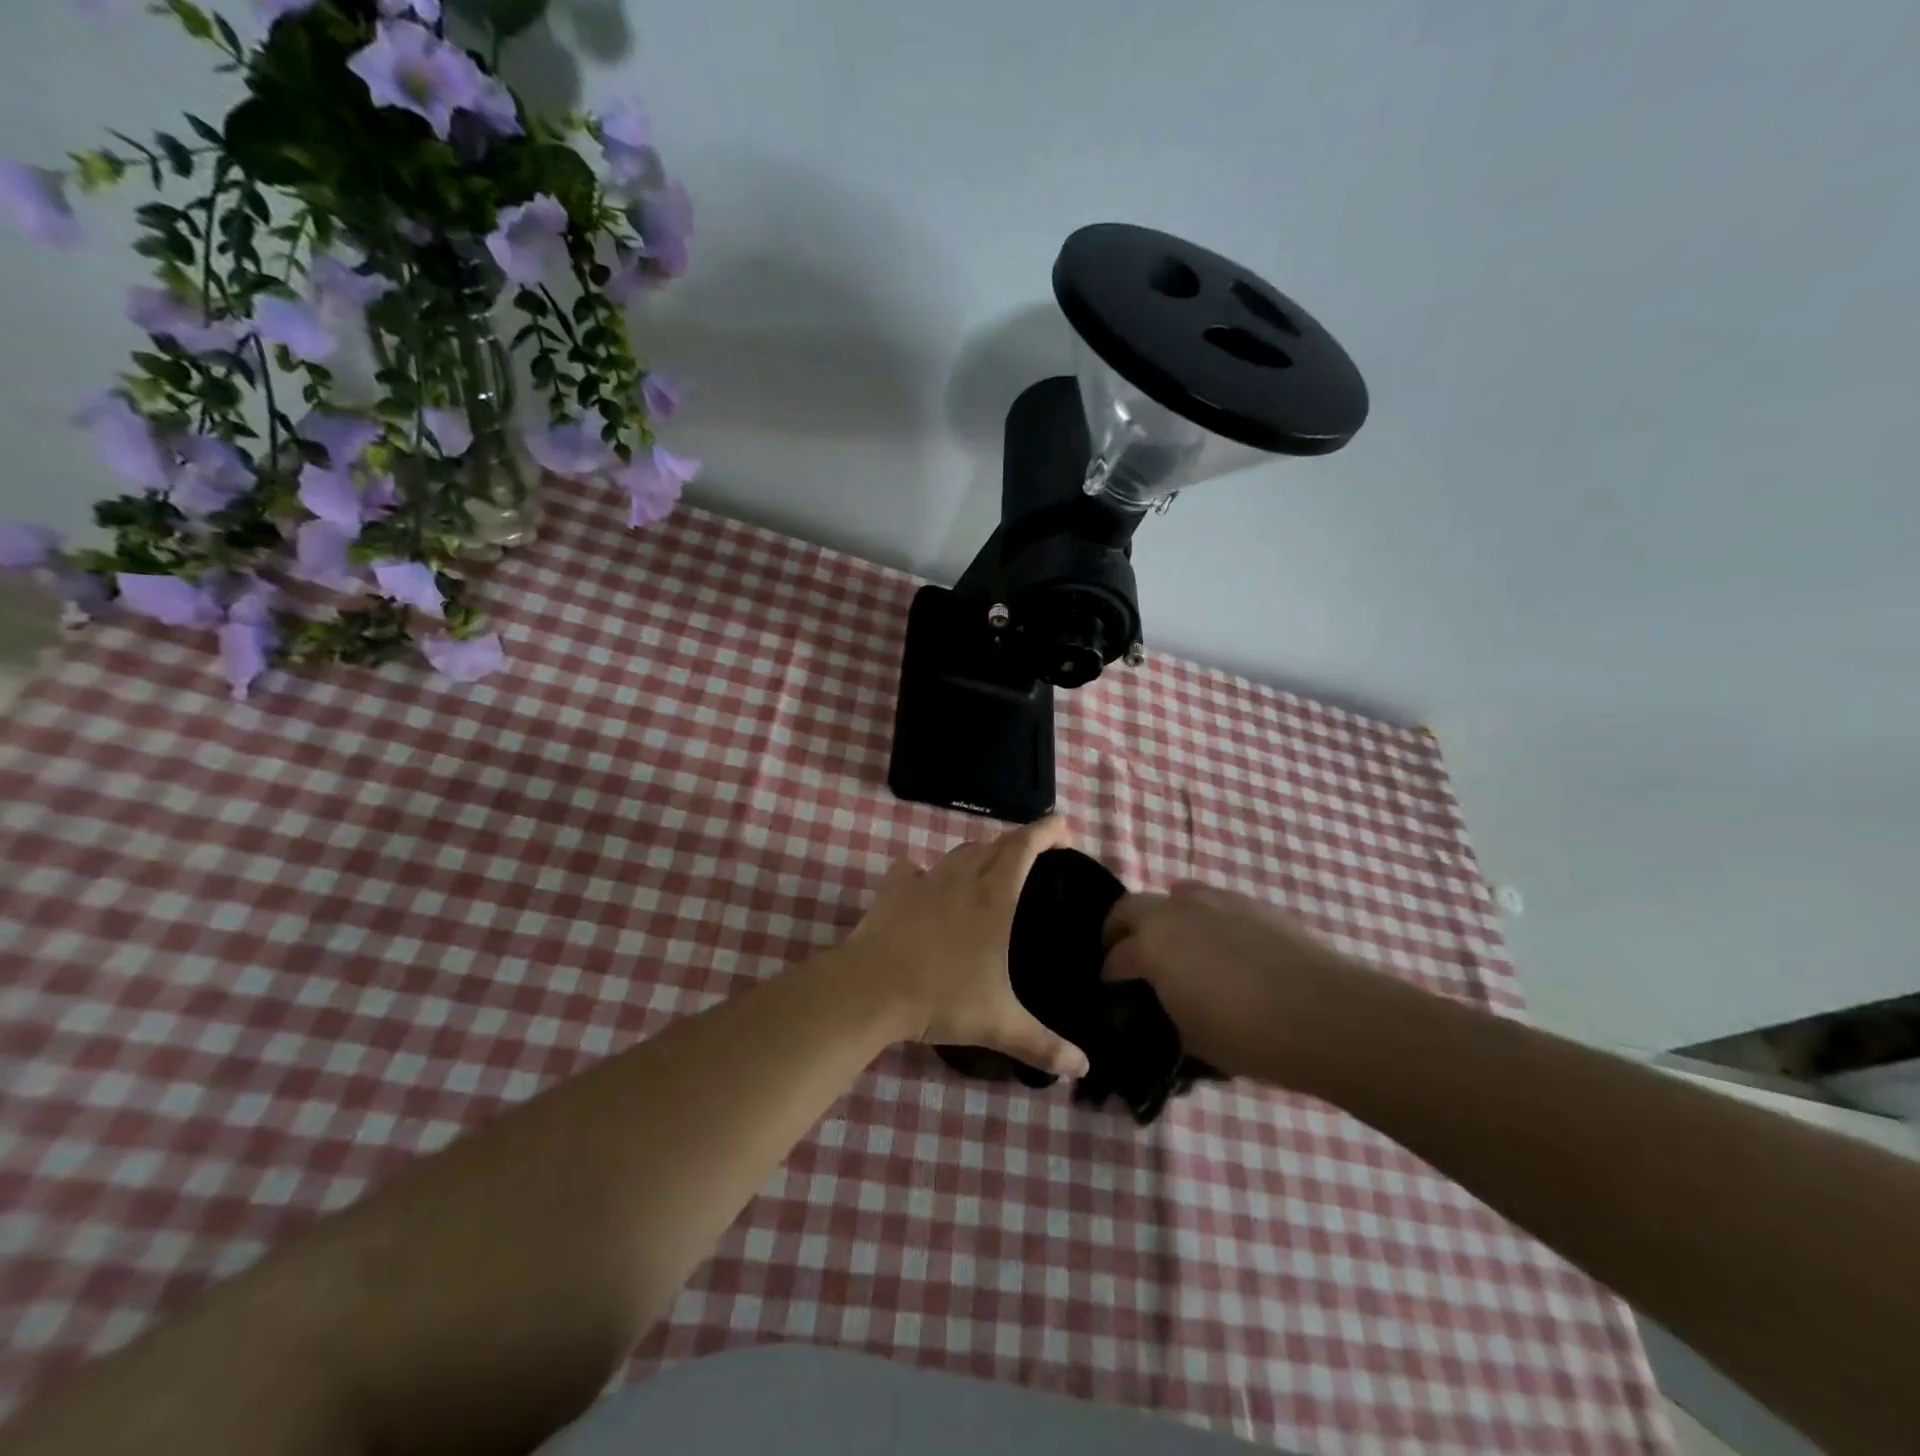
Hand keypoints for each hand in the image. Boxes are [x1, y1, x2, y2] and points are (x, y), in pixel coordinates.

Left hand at [831, 818, 1089, 1078]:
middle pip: (994, 844)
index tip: (1064, 826)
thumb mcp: (999, 1025)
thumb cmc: (942, 998)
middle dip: (1018, 842)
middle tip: (1033, 855)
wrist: (871, 989)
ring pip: (958, 854)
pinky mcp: (893, 890)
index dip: (1046, 830)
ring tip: (988, 869)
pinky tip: (925, 885)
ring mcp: (924, 881)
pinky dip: (924, 873)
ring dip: (978, 854)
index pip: (1025, 847)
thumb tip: (1083, 1068)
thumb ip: (1043, 1045)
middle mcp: (962, 879)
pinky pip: (912, 870)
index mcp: (993, 897)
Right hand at [1102, 881, 1360, 1081]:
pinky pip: (1211, 902)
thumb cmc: (1250, 1036)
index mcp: (1152, 946)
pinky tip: (1221, 946)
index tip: (1111, 990)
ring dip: (1163, 917)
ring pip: (1172, 896)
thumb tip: (1161, 1003)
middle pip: (1129, 908)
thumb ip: (1165, 1010)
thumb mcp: (1191, 1038)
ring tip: (1175, 946)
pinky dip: (1201, 918)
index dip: (1109, 976)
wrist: (1327, 1015)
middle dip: (1119, 930)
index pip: (1115, 958)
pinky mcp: (1249, 903)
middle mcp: (1175, 912)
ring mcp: (1214, 901)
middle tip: (1126, 954)